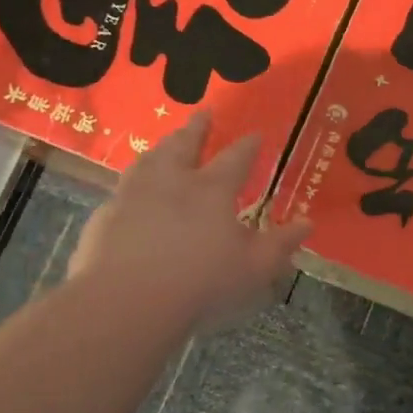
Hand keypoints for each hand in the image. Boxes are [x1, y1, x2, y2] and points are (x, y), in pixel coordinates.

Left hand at [66, 112, 310, 330]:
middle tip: (203, 112)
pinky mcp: (105, 217)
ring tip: (166, 142)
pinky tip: (131, 192)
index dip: (247, 146)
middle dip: (197, 128)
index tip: (255, 133)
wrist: (126, 300)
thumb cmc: (202, 281)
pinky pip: (122, 190)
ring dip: (161, 147)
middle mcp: (171, 181)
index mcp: (212, 190)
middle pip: (184, 145)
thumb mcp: (255, 268)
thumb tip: (307, 223)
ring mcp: (133, 196)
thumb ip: (281, 244)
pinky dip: (133, 183)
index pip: (235, 159)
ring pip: (149, 160)